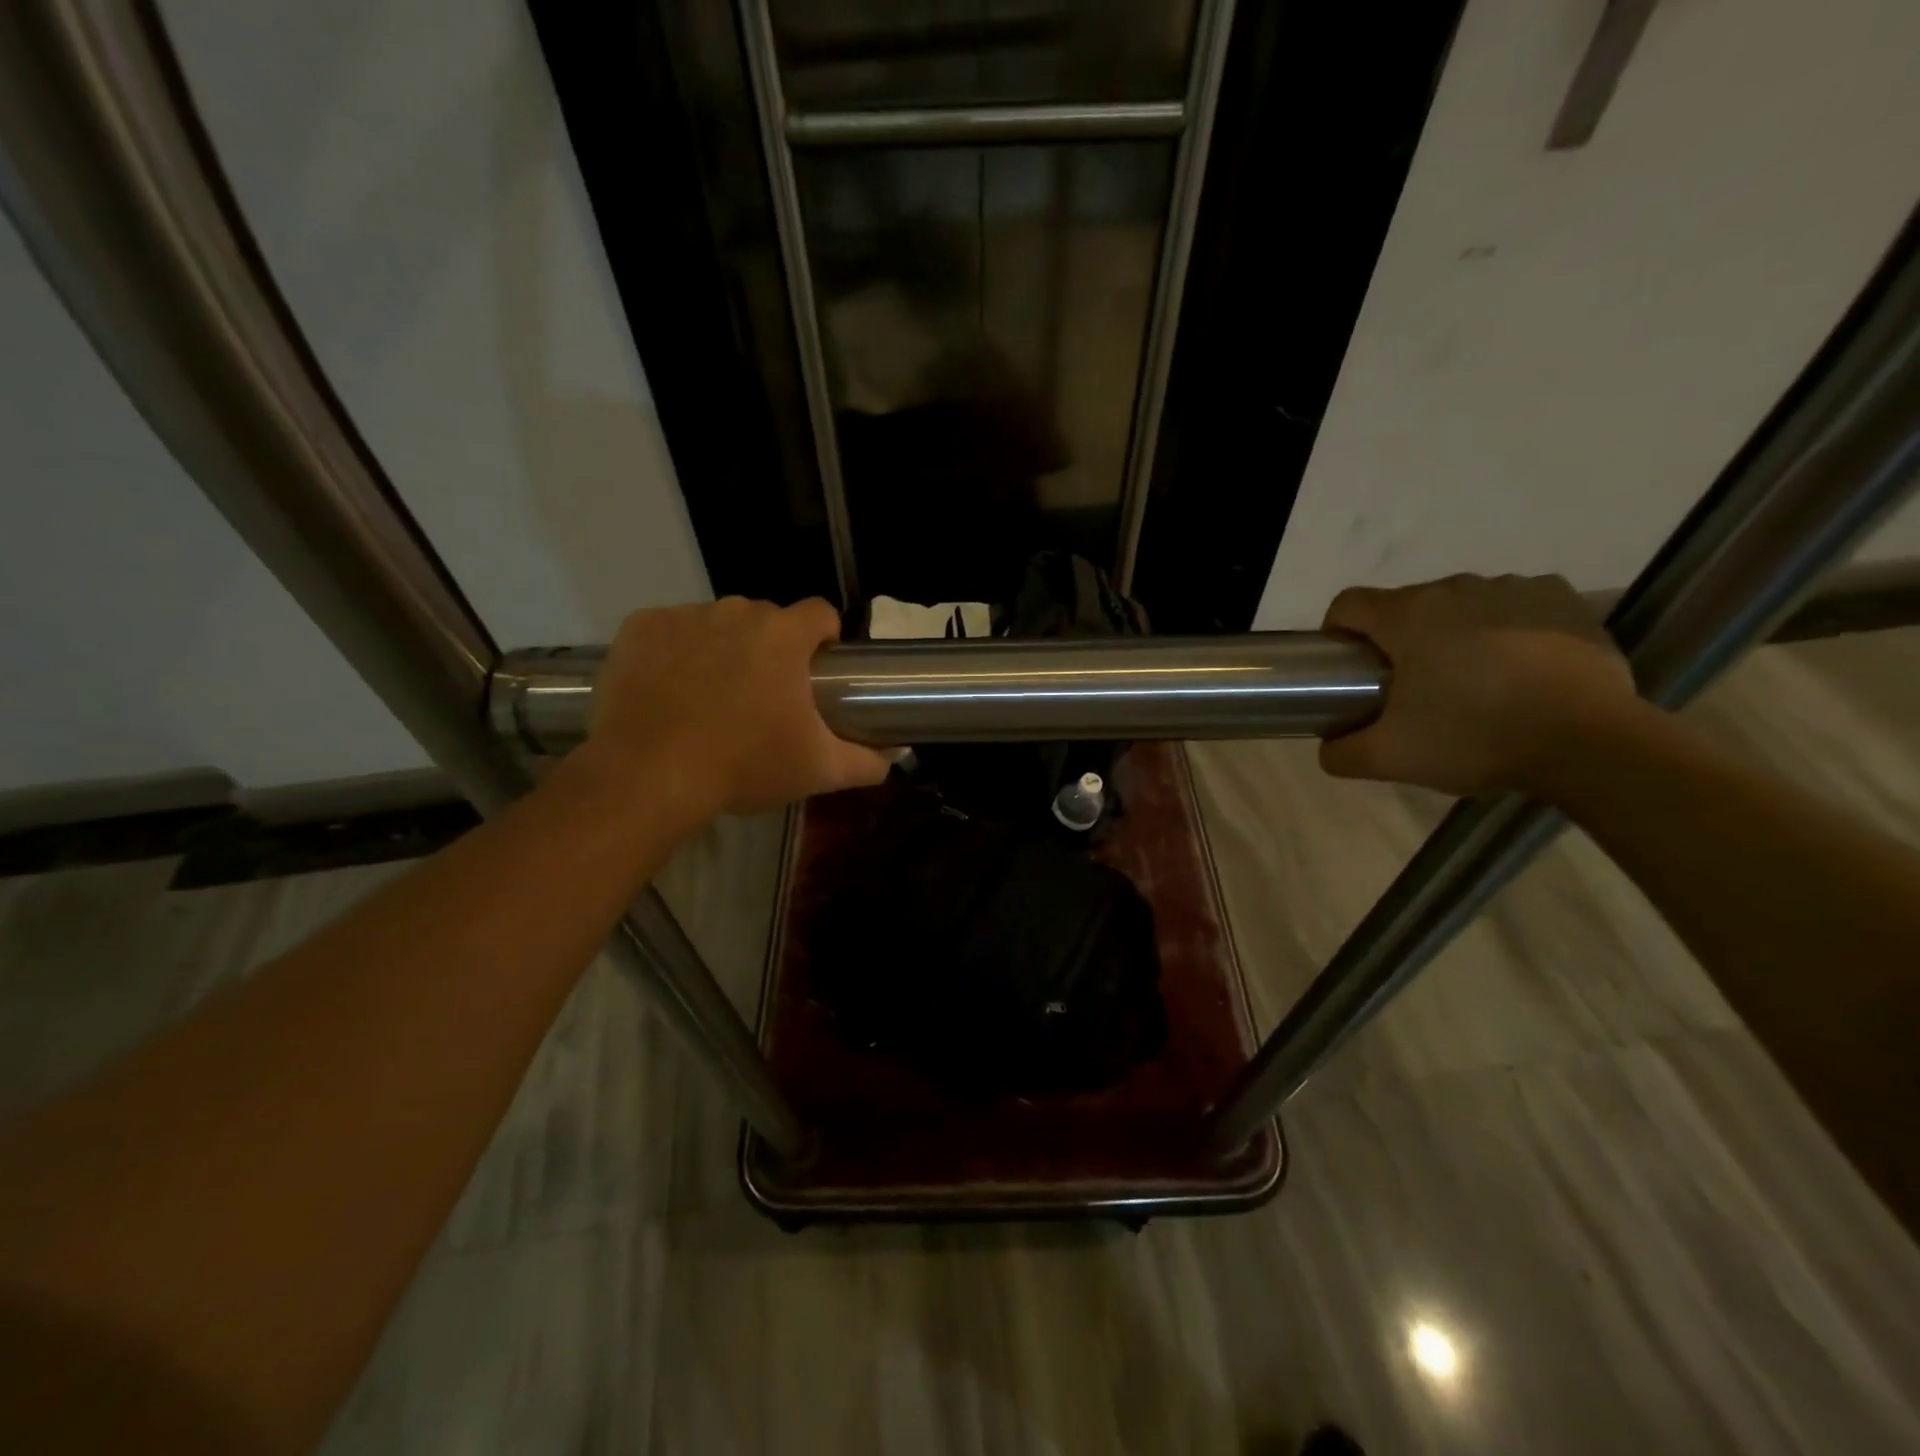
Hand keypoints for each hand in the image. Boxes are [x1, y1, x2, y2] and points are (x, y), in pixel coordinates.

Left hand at [585, 597, 890, 822]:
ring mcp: (684, 616)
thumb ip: (867, 761)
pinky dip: (675, 651)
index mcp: (784, 636)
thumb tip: (895, 755)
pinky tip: (670, 689)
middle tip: (763, 696)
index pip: (820, 613)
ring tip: (713, 696)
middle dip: (772, 648)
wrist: (649, 776)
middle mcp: (735, 611)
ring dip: (724, 647)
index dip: (825, 637)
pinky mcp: (640, 627)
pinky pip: (670, 629)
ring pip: (718, 622)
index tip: (817, 669)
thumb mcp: (817, 770)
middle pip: (767, 619)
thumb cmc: (744, 766)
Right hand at [1319, 574, 1639, 795]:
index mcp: (1408, 616)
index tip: (1350, 669)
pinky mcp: (1564, 599)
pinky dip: (1506, 627)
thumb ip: (1341, 752)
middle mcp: (1457, 587)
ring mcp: (1515, 588)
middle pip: (1405, 606)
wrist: (1591, 742)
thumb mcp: (1389, 758)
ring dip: (1453, 633)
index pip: (1348, 604)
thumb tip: (1329, 746)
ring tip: (1472, 681)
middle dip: (1399, 641)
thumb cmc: (1475, 737)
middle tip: (1411, 690)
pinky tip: (1517, 666)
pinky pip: (1516, 604)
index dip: (1338, 633)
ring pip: (1461, 605)